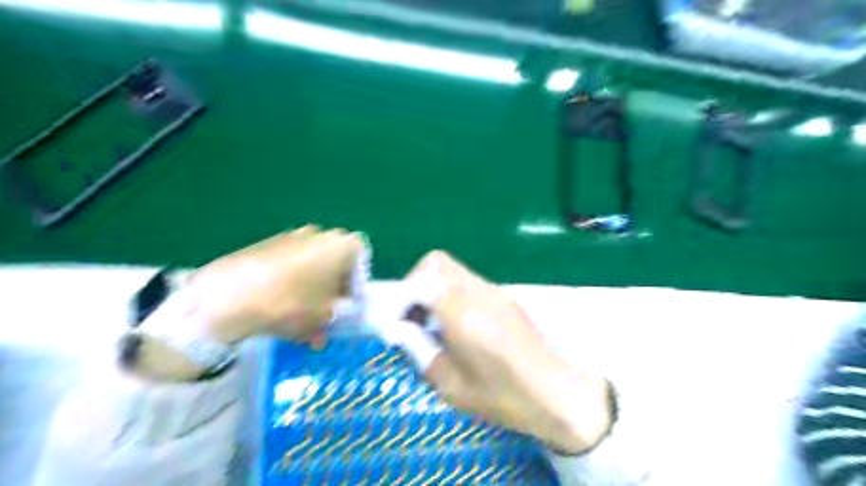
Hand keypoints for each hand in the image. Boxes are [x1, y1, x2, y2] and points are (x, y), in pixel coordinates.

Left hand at [124, 227, 362, 381]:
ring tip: (298, 313)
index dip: (358, 282)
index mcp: (342, 246)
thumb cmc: (290, 303)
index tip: (347, 303)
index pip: (362, 258)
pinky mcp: (267, 243)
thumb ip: (334, 319)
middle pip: (336, 260)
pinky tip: (276, 304)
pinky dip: (289, 280)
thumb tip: (325, 331)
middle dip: (333, 285)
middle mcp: (320, 234)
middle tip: (326, 309)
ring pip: (311, 262)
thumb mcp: (322, 319)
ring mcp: (291, 235)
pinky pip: (288, 262)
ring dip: (310, 285)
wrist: (230, 294)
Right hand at [410, 252, 610, 453]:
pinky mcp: (504, 296)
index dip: (401, 299)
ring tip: (434, 323)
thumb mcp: (451, 385)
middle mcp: (478, 292)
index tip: (398, 323)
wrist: (556, 394)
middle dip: (415, 284)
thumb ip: (419, 350)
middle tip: (414, 316)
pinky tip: (458, 325)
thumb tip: (399, 329)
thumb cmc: (502, 396)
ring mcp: (494, 290)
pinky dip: (452, 294)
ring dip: (434, 288)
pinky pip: (468, 282)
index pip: (420, 281)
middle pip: (436, 262)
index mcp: (462, 313)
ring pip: (452, 270)